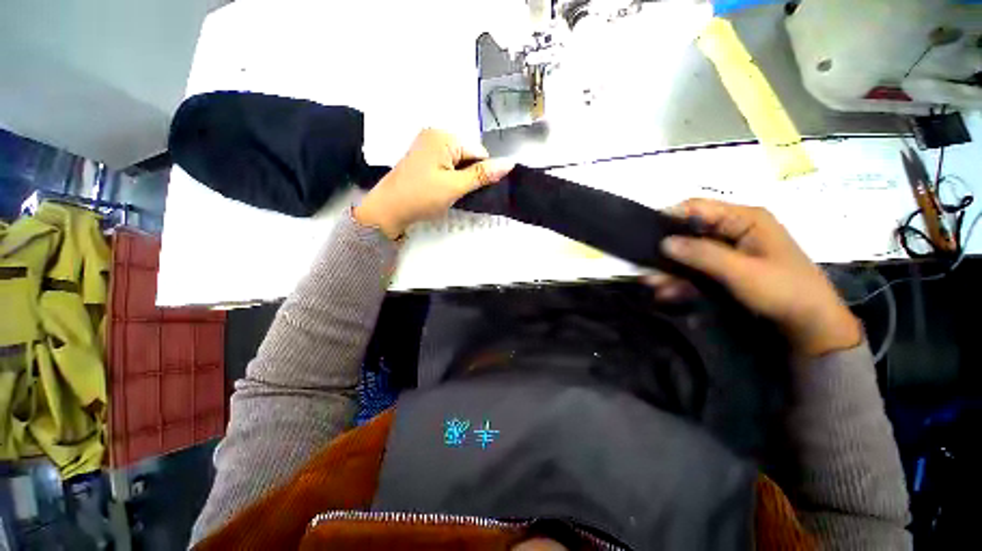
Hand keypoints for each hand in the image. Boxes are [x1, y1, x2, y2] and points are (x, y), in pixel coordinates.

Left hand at [354, 129, 512, 238]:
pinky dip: (449, 178)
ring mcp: (427, 145)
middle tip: (456, 193)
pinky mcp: (423, 158)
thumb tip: (510, 163)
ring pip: (458, 162)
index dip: (480, 173)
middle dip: (468, 175)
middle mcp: (435, 134)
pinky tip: (441, 189)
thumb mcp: (455, 186)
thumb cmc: (421, 197)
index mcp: (443, 136)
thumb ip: (482, 175)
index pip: (478, 152)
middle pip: (468, 155)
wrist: (387, 210)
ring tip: (448, 193)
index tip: (470, 190)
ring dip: (459, 178)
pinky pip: (446, 165)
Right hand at [644, 199, 861, 356]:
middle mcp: (734, 230)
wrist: (810, 325)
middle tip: (643, 265)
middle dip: (666, 251)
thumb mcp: (742, 271)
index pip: (698, 208)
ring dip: (671, 269)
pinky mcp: (725, 269)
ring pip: (690, 254)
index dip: (670, 217)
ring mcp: (729, 251)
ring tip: (651, 284)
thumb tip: (663, 242)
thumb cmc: (784, 290)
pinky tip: (666, 292)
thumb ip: (702, 254)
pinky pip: (696, 269)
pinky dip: (682, 280)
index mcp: (744, 219)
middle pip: (690, 232)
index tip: (646, 233)